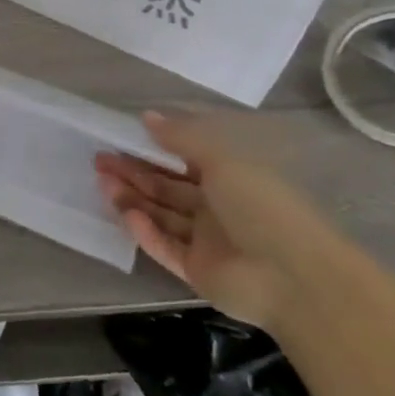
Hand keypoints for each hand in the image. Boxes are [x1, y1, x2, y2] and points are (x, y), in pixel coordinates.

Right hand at [94, 112, 345, 328]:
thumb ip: (182, 138)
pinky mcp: (197, 270)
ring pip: (161, 215)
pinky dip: (145, 231)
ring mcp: (208, 242)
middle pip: (167, 188)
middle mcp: (219, 209)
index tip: (119, 139)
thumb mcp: (223, 160)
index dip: (152, 150)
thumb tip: (147, 116)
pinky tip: (127, 215)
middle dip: (133, 173)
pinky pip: (164, 247)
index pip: (184, 162)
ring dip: (132, 198)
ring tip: (102, 182)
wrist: (295, 279)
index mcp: (232, 180)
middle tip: (99, 160)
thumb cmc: (263, 207)